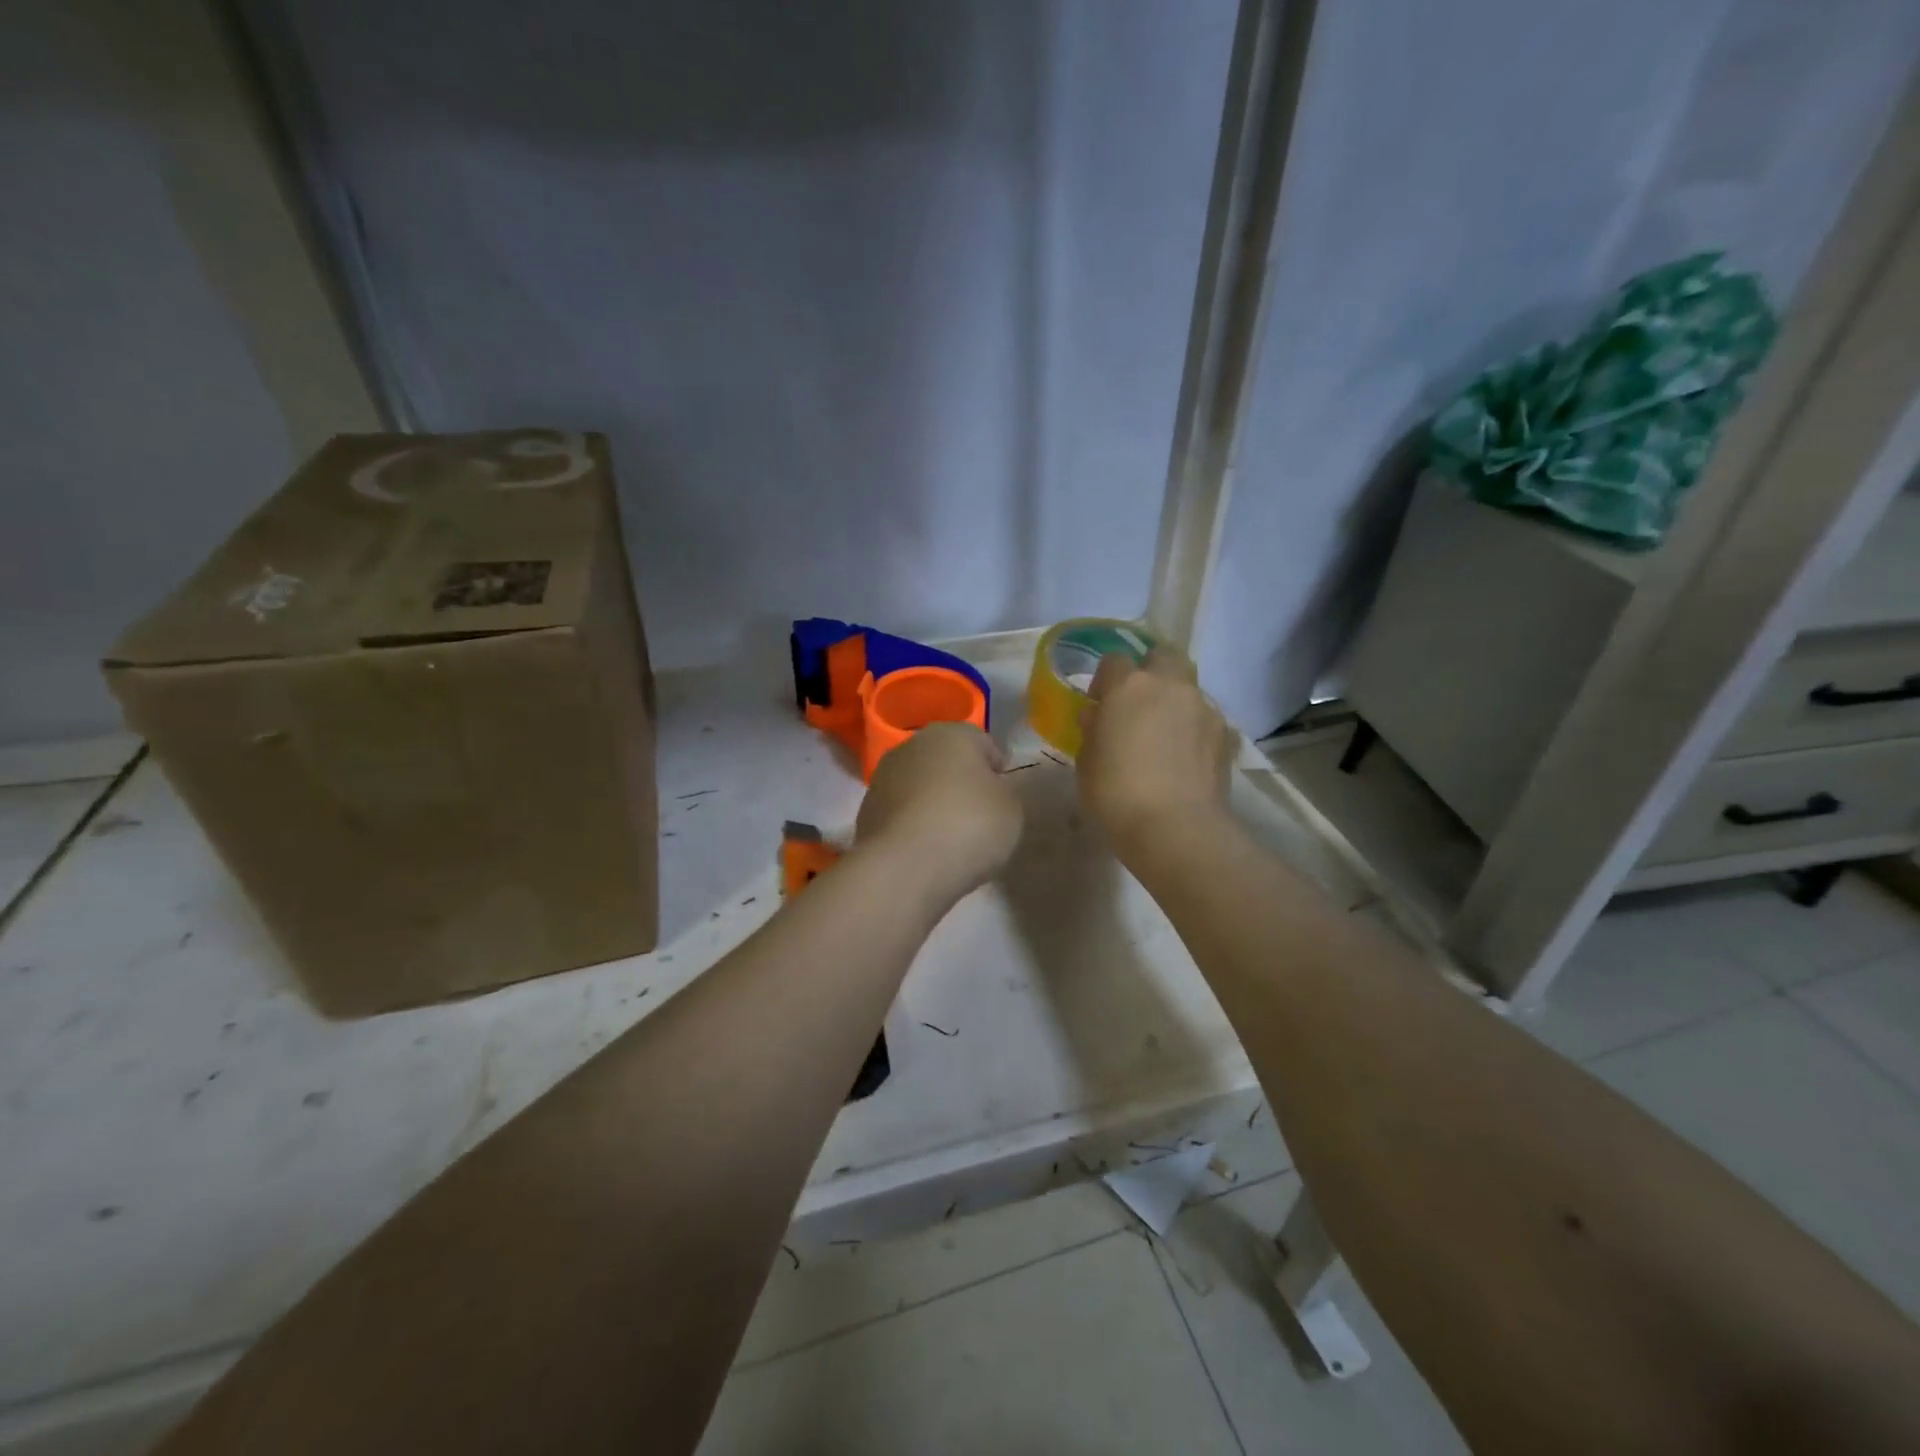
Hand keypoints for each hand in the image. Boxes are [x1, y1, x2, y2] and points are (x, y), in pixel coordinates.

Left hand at [855, 723, 1023, 902]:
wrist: (904, 868)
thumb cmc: (968, 826)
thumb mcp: (1011, 808)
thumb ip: (1003, 791)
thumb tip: (988, 789)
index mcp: (952, 733)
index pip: (984, 743)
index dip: (998, 770)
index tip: (1005, 797)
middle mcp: (913, 745)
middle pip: (947, 761)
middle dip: (961, 783)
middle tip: (980, 816)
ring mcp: (883, 777)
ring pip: (920, 785)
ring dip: (934, 803)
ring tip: (952, 838)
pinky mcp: (866, 811)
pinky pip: (902, 813)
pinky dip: (914, 825)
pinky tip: (926, 851)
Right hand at [1078, 648, 1232, 856]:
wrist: (1175, 828)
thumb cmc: (1116, 794)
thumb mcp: (1087, 762)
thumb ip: (1093, 731)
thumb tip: (1099, 716)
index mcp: (1128, 687)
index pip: (1114, 660)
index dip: (1105, 680)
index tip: (1100, 704)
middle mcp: (1169, 686)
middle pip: (1162, 657)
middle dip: (1150, 672)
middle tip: (1138, 706)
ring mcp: (1203, 708)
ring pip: (1187, 688)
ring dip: (1174, 702)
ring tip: (1164, 737)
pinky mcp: (1225, 734)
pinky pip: (1205, 719)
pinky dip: (1194, 729)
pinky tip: (1184, 758)